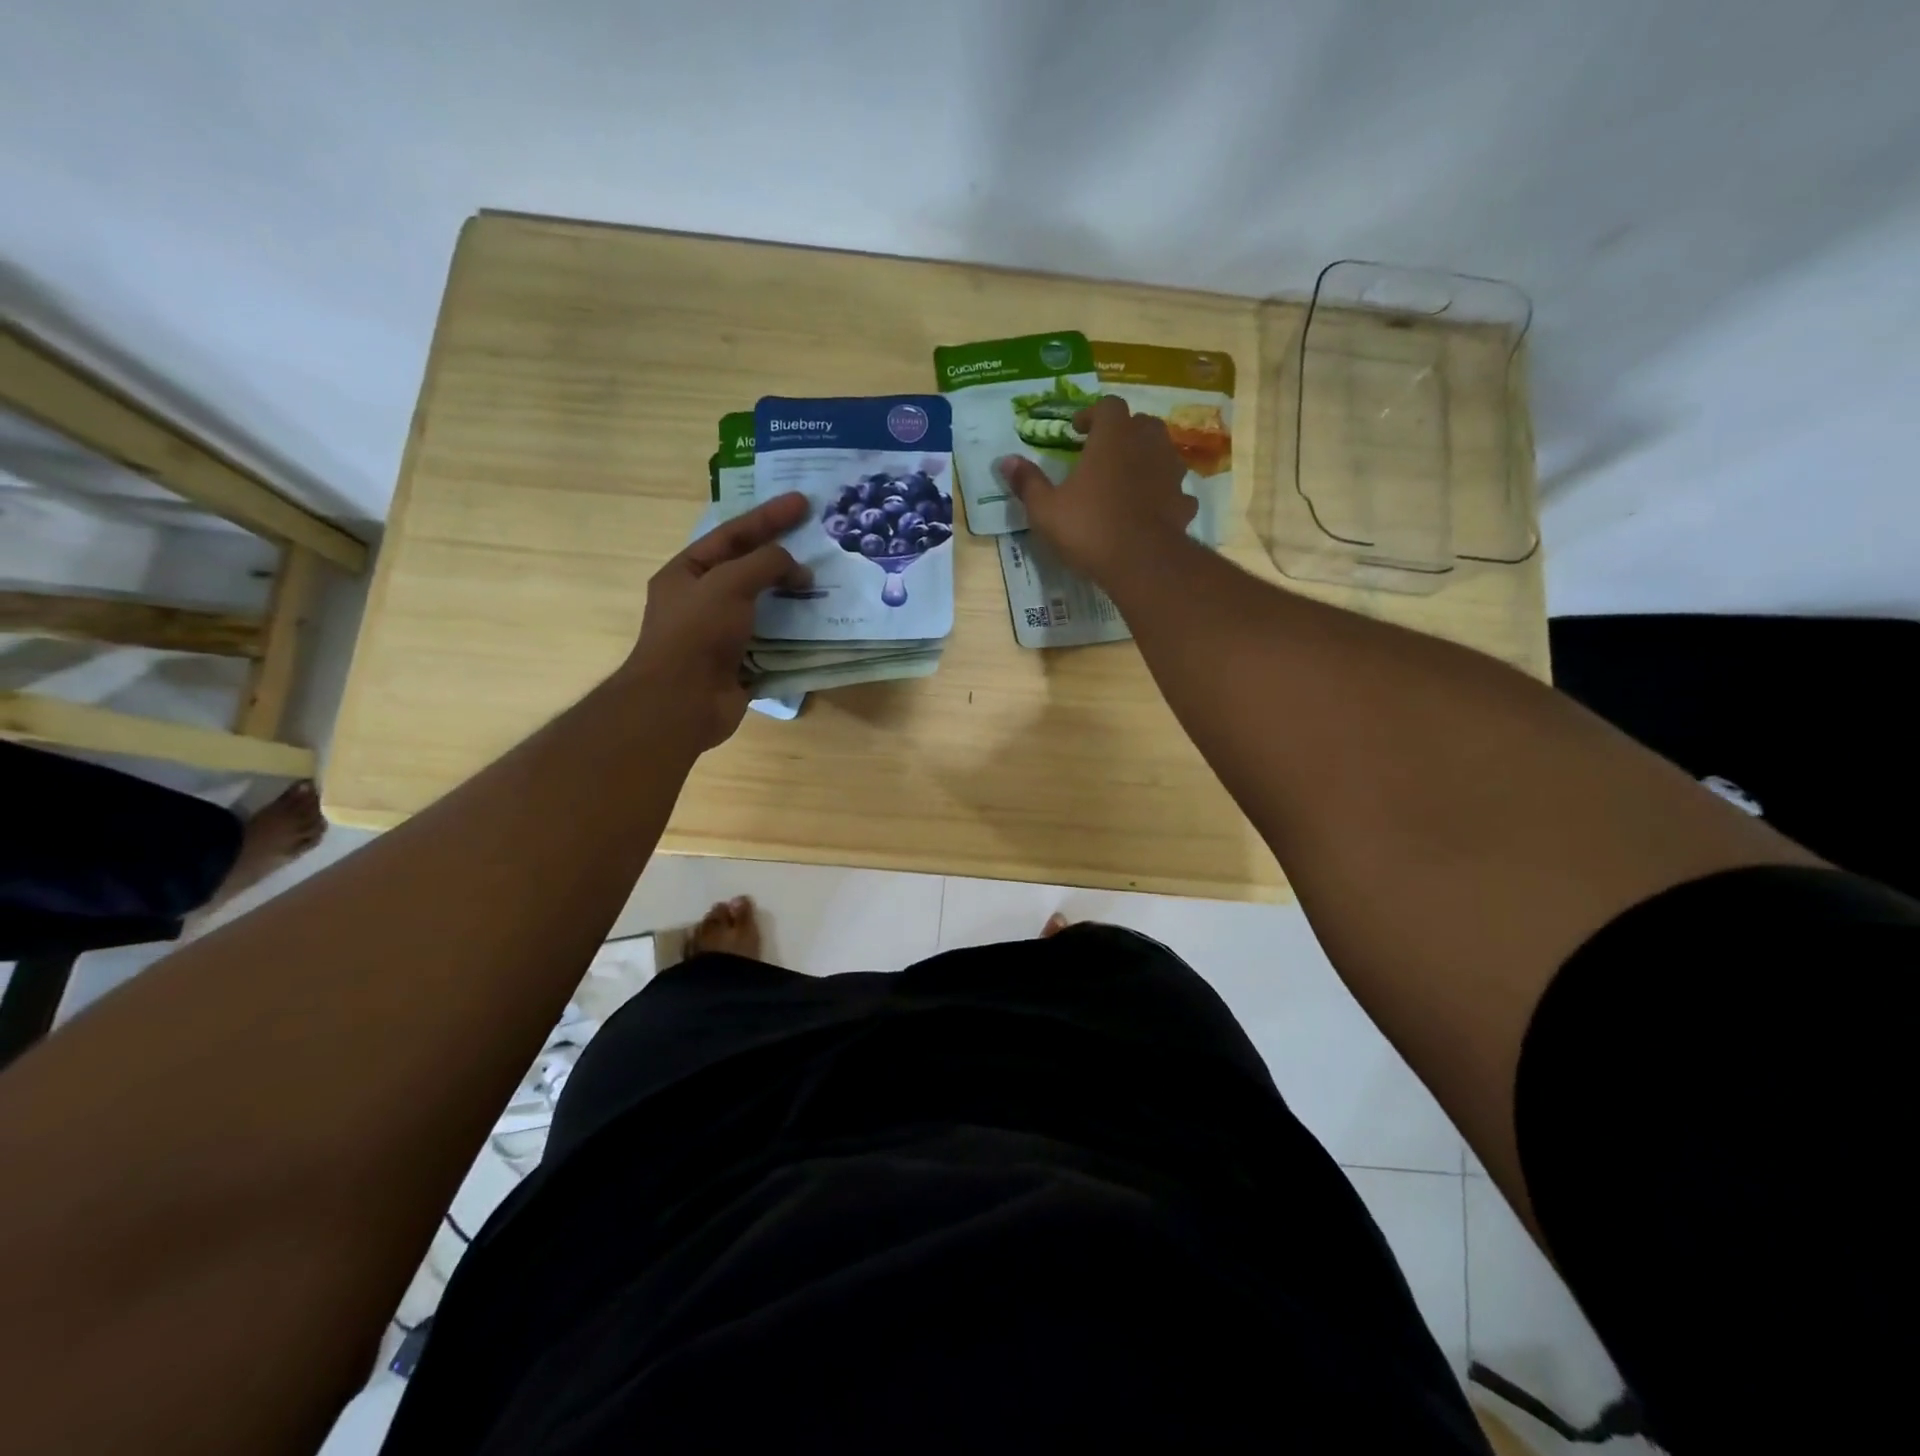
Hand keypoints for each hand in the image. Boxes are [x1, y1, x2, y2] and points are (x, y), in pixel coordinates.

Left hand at [623, 492, 810, 750]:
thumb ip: (765, 564)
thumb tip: (799, 571)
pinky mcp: (741, 663)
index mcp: (688, 573)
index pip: (731, 534)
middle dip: (783, 555)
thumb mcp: (729, 583)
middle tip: (819, 541)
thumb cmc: (697, 634)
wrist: (682, 702)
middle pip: (749, 568)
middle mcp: (703, 600)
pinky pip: (774, 640)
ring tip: (827, 582)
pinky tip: (819, 624)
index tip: (803, 503)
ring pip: (765, 606)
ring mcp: (722, 634)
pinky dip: (795, 632)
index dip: (767, 517)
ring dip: (793, 596)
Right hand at [994, 395, 1195, 583]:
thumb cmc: (1089, 528)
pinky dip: (1163, 494)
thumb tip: (1006, 461)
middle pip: (1141, 423)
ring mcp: (1171, 473)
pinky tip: (1150, 510)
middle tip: (1104, 452)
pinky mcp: (1183, 502)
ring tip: (1127, 479)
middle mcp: (1147, 445)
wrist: (1141, 563)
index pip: (1108, 406)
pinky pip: (1174, 490)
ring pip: (1162, 453)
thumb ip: (1028, 482)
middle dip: (1124, 432)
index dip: (1092, 414)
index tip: (1077, 430)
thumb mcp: (1045, 509)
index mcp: (1113, 438)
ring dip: (1146, 459)